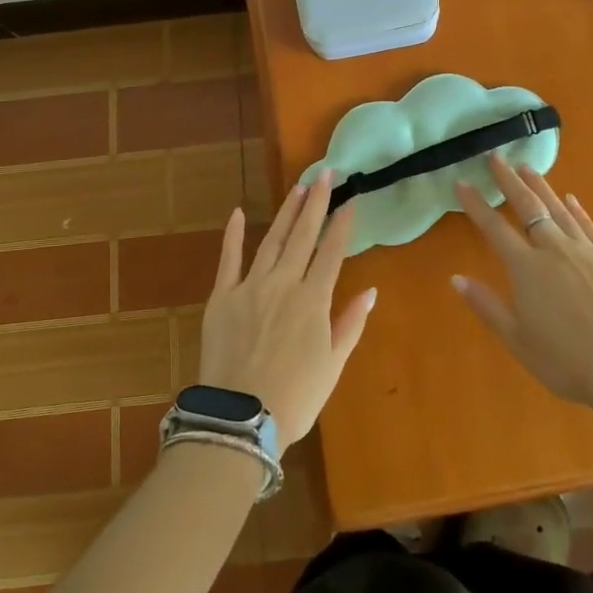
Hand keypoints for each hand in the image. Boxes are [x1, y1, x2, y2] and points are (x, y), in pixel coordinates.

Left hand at [197, 175, 376, 452]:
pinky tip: (239, 212)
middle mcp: (284, 283)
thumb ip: (350, 324)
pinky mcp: (222, 297)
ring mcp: (250, 286)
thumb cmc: (295, 397)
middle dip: (316, 202)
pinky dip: (234, 235)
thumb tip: (370, 291)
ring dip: (286, 212)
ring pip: (272, 239)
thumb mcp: (333, 365)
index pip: (332, 251)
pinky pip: (228, 259)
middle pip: (303, 235)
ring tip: (297, 187)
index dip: (342, 224)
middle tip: (325, 174)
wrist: (240, 419)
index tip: (351, 199)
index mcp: (313, 299)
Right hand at [454, 156, 592, 451]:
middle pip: (528, 208)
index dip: (476, 204)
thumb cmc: (566, 360)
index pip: (494, 229)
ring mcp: (587, 252)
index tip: (462, 182)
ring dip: (541, 188)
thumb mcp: (518, 339)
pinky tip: (571, 199)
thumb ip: (487, 306)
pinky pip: (590, 227)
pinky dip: (578, 211)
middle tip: (496, 156)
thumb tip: (456, 278)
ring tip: (528, 168)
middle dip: (509, 181)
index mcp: (527, 269)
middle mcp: (554, 250)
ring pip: (559, 210)